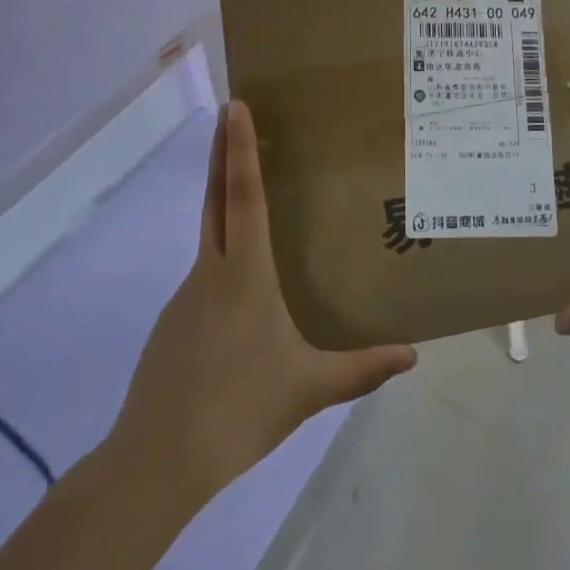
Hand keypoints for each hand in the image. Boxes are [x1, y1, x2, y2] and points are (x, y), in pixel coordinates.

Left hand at [109, 101, 416, 502]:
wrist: (157, 461)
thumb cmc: (239, 409)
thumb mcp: (309, 389)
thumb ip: (361, 369)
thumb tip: (412, 355)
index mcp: (244, 273)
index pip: (242, 195)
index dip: (238, 148)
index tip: (235, 107)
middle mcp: (211, 271)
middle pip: (215, 197)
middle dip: (222, 151)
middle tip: (228, 112)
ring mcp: (187, 295)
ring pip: (209, 233)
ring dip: (223, 199)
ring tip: (252, 192)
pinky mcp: (176, 321)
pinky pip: (205, 270)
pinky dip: (221, 250)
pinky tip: (241, 283)